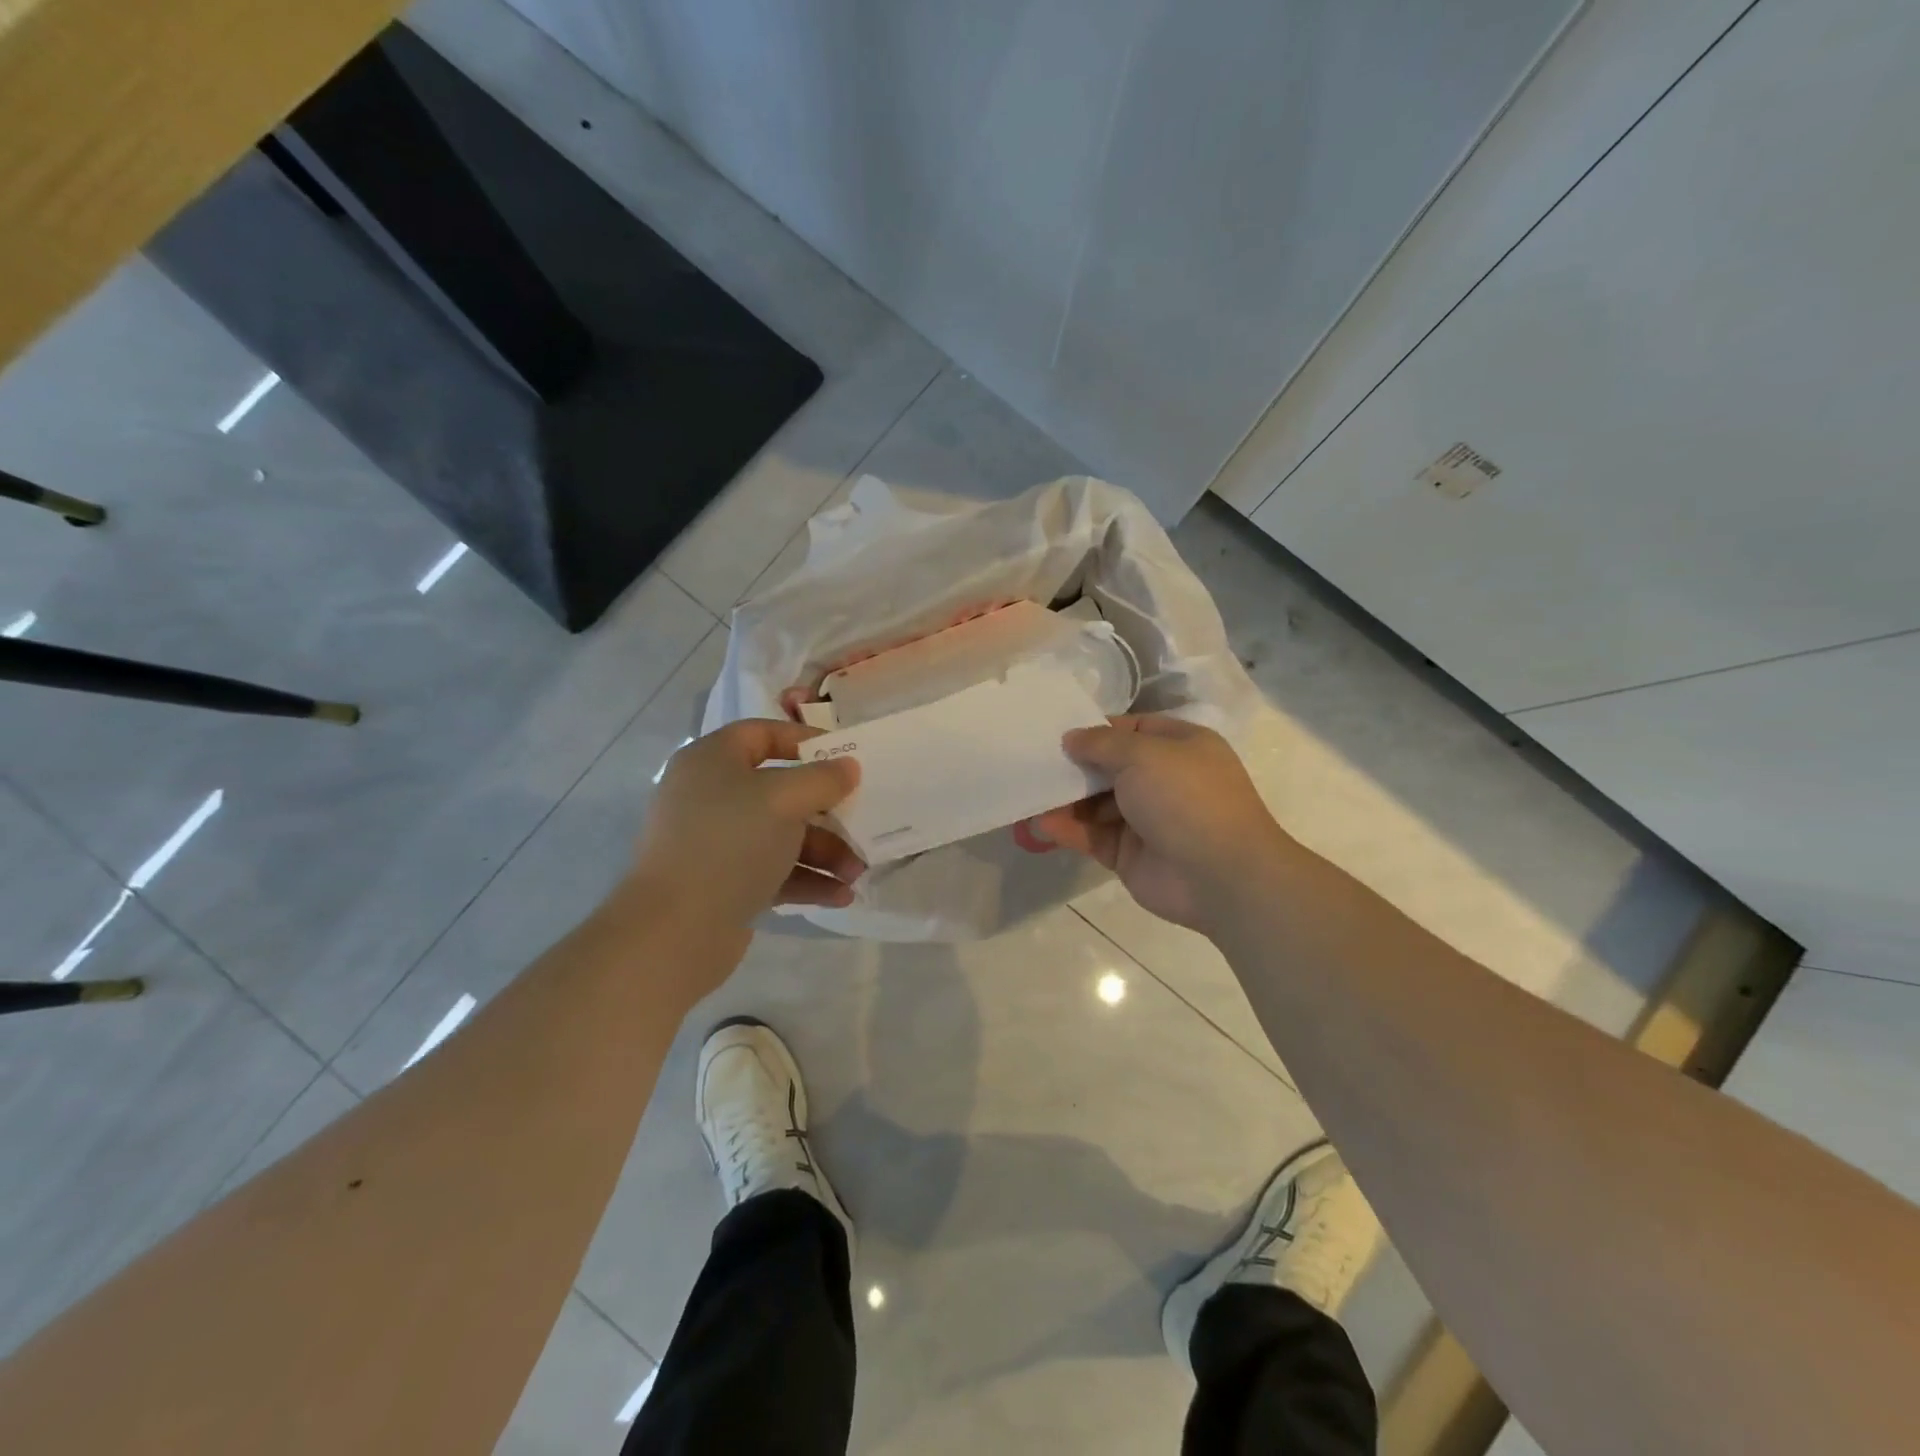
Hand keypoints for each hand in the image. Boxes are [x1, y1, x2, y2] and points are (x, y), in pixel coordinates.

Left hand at [634, 720, 864, 928]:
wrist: (674, 931)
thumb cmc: (729, 844)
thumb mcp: (783, 800)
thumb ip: (822, 779)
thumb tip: (847, 767)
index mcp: (711, 761)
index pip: (761, 734)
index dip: (803, 740)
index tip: (843, 758)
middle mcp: (710, 796)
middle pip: (779, 791)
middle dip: (826, 811)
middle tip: (860, 821)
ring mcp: (715, 843)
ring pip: (781, 836)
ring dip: (824, 851)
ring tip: (856, 873)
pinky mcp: (724, 884)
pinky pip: (774, 872)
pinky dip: (807, 879)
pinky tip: (840, 896)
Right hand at [1026, 715, 1288, 930]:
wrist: (1220, 875)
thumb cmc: (1186, 797)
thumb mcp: (1143, 754)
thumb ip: (1102, 743)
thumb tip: (1072, 738)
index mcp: (1179, 746)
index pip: (1131, 729)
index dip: (1095, 730)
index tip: (1056, 733)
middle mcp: (1163, 779)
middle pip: (1108, 767)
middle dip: (1073, 767)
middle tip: (1031, 763)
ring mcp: (1146, 819)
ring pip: (1095, 804)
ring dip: (1064, 800)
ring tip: (1027, 795)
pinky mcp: (1128, 853)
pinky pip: (1092, 836)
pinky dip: (1067, 830)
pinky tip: (1040, 825)